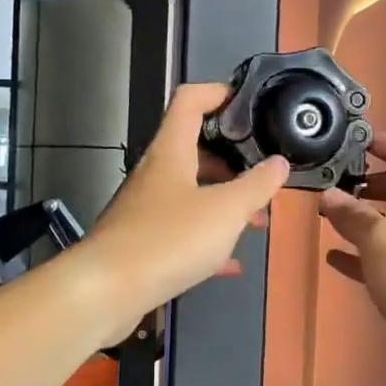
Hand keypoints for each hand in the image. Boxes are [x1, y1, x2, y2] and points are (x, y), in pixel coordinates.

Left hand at [75, 83, 288, 343]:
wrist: (106, 292)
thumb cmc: (169, 239)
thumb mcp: (226, 210)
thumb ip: (256, 185)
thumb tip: (279, 163)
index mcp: (171, 152)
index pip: (190, 101)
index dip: (219, 93)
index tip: (250, 102)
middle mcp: (155, 174)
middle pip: (194, 151)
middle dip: (233, 161)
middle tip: (264, 174)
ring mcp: (146, 210)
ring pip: (191, 195)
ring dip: (224, 203)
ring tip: (258, 220)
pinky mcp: (143, 244)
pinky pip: (183, 234)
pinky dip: (208, 241)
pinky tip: (232, 263)